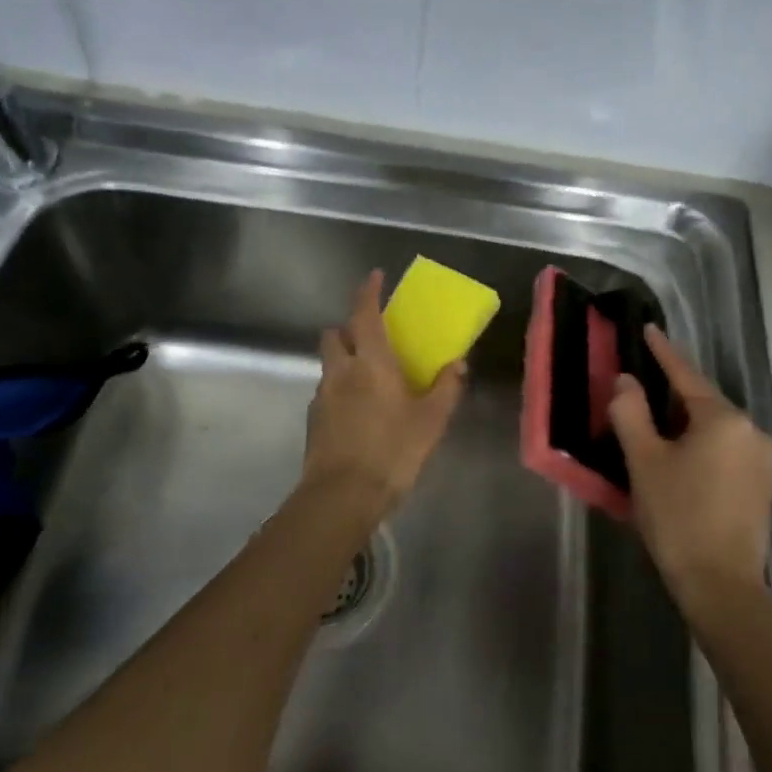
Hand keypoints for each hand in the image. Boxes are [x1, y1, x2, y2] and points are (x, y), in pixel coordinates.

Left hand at [302, 271, 464, 512]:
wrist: (342, 496)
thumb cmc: (393, 451)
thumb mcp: (432, 420)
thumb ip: (446, 388)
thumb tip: (457, 363)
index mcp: (371, 363)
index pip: (364, 314)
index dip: (368, 292)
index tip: (375, 276)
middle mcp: (341, 371)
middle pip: (335, 334)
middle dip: (348, 328)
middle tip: (370, 337)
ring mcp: (322, 396)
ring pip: (329, 364)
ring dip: (343, 359)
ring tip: (367, 379)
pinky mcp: (314, 420)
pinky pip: (327, 391)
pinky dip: (339, 389)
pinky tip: (358, 412)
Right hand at [607, 326, 771, 617]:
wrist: (722, 585)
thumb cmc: (678, 517)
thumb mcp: (644, 462)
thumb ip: (631, 413)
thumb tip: (626, 380)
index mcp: (724, 419)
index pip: (686, 375)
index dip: (664, 352)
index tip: (650, 329)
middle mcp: (752, 430)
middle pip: (704, 401)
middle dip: (672, 394)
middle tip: (641, 388)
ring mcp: (763, 460)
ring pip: (716, 428)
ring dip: (687, 422)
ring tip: (656, 426)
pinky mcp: (763, 485)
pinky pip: (727, 449)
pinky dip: (702, 445)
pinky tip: (682, 458)